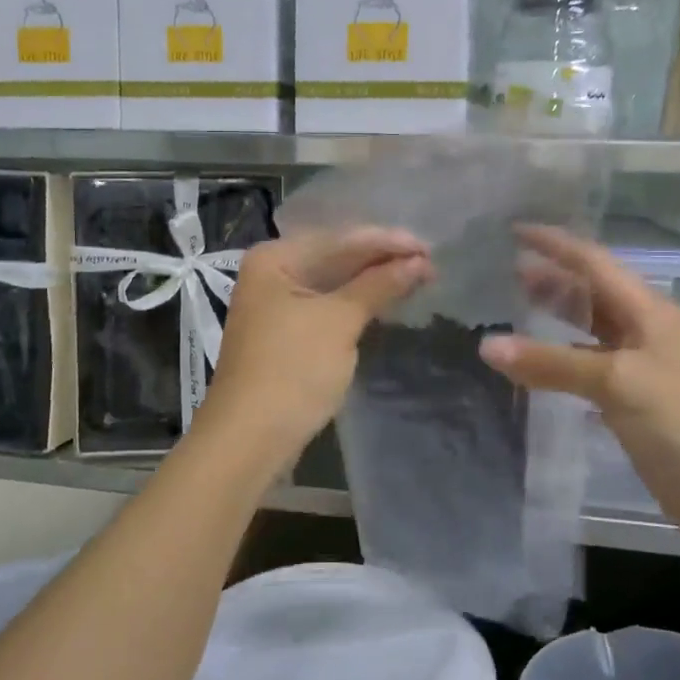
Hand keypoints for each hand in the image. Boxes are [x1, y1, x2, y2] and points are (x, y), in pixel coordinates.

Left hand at [194, 228, 432, 472]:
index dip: (387, 242)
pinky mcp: (286, 332)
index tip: (430, 247)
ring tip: (419, 278)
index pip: (340, 239)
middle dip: (382, 261)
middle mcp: (271, 273)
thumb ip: (379, 285)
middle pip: (336, 257)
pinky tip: (387, 300)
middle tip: (430, 262)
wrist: (249, 439)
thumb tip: (420, 262)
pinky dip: (357, 303)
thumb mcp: (339, 322)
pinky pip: (328, 305)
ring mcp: (276, 304)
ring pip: (334, 283)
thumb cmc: (293, 370)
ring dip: (373, 282)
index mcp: (275, 258)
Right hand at [478, 225, 679, 545]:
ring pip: (589, 331)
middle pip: (591, 294)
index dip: (554, 244)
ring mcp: (641, 368)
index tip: (514, 230)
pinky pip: (589, 369)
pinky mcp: (635, 403)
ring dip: (556, 319)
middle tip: (506, 271)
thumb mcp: (617, 382)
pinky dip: (561, 362)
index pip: (593, 262)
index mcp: (647, 311)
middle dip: (552, 279)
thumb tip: (487, 345)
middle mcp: (644, 331)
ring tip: (514, 310)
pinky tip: (537, 368)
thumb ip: (551, 363)